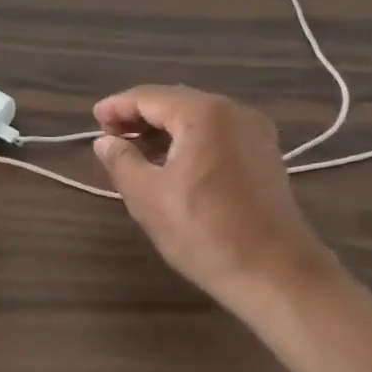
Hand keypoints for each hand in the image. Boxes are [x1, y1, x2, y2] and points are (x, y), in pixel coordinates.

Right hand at [93, 86, 341, 307]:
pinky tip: (170, 165)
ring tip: (134, 153)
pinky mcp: (264, 156)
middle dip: (139, 117)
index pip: (149, 97)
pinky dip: (189, 142)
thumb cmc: (206, 232)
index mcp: (204, 113)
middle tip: (109, 136)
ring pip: (197, 119)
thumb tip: (105, 142)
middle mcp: (233, 111)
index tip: (94, 120)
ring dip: (163, 131)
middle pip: (175, 103)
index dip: (117, 107)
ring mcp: (254, 133)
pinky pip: (217, 135)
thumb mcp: (149, 197)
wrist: (277, 274)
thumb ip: (121, 161)